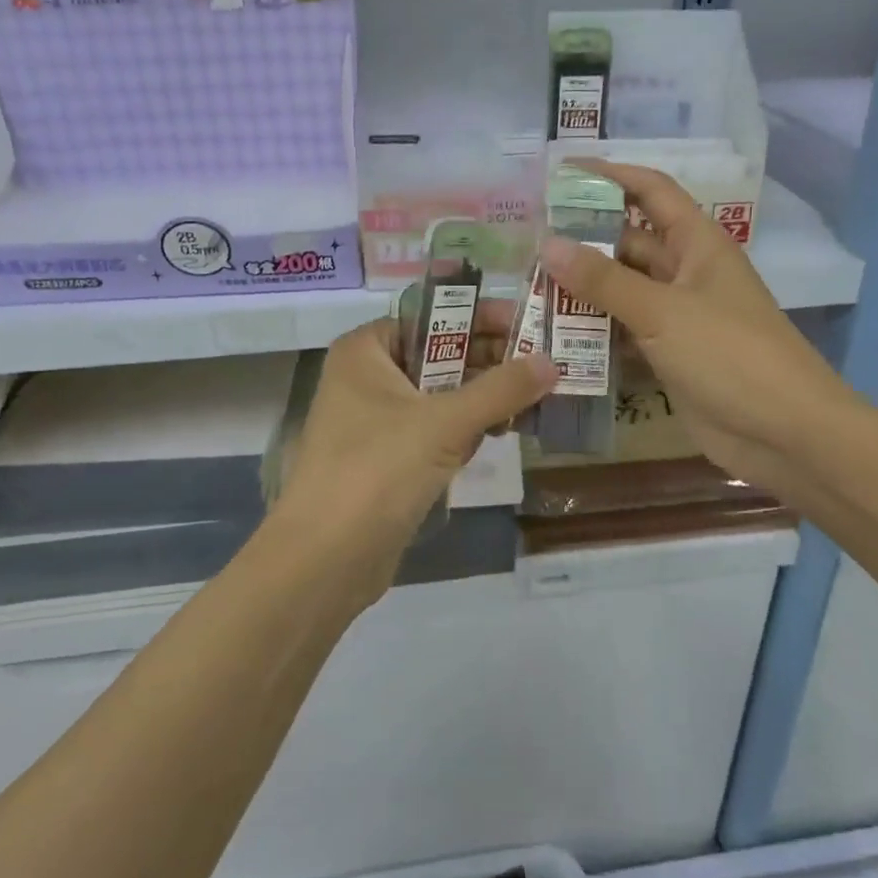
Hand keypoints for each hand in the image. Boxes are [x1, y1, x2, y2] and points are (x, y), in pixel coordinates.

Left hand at [270, 302, 555, 599]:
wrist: (325, 561)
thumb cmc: (377, 471)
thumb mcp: (444, 423)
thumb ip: (500, 390)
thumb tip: (552, 361)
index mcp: (365, 351)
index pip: (430, 317)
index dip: (479, 317)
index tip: (528, 323)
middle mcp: (367, 378)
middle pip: (438, 355)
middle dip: (489, 360)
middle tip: (544, 362)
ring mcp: (375, 421)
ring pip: (441, 395)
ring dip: (483, 397)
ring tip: (537, 395)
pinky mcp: (388, 459)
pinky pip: (435, 430)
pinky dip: (467, 429)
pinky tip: (505, 432)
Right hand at [540, 162, 857, 505]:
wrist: (784, 434)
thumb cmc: (730, 355)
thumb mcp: (663, 311)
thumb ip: (604, 280)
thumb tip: (548, 244)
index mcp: (697, 244)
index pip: (651, 191)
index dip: (611, 176)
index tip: (561, 173)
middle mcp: (686, 272)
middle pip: (629, 242)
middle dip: (583, 239)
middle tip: (527, 242)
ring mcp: (678, 315)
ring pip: (623, 289)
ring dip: (583, 288)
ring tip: (529, 286)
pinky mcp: (669, 354)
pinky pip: (624, 330)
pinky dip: (594, 330)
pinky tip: (554, 334)